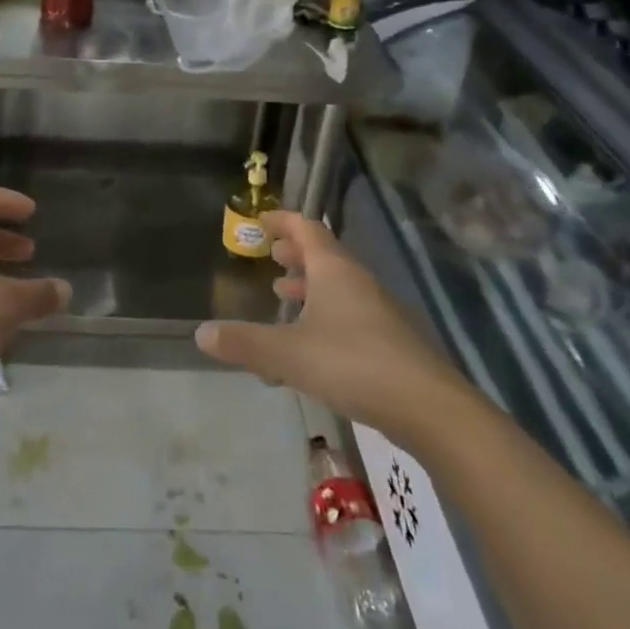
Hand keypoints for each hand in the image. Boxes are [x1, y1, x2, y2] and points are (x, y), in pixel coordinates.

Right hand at [195, 211, 454, 438]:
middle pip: (323, 255)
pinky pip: (347, 315)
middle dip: (295, 254)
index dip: (282, 221)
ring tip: (284, 297)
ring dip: (309, 287)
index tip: (260, 221)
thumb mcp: (288, 353)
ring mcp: (376, 312)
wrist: (427, 407)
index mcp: (334, 270)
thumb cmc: (352, 364)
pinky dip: (323, 316)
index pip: (306, 228)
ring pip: (337, 287)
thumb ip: (245, 343)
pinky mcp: (387, 342)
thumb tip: (202, 333)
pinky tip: (309, 347)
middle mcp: (357, 282)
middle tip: (271, 257)